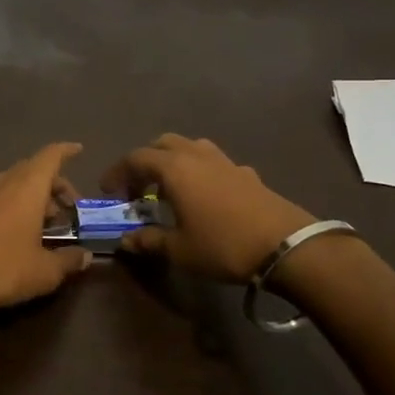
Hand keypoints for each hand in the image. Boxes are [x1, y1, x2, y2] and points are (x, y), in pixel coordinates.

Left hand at [0, 142, 92, 320]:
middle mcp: (4, 183)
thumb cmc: (2, 266)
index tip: (79, 150)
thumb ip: (68, 261)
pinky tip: (20, 236)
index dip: (66, 151)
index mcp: (28, 186)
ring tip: (47, 225)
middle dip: (54, 184)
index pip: (50, 156)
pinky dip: (16, 207)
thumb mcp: (44, 271)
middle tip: (69, 208)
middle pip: (33, 170)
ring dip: (34, 197)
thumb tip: (85, 257)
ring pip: (14, 185)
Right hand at [101, 134, 315, 284]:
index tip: (109, 192)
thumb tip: (126, 240)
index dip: (117, 173)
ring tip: (170, 188)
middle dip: (145, 162)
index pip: (135, 158)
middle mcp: (196, 155)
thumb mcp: (179, 250)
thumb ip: (149, 241)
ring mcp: (224, 161)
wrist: (286, 246)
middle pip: (162, 144)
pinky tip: (206, 197)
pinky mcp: (246, 173)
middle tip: (138, 189)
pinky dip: (201, 172)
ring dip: (173, 161)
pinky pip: (214, 162)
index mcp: (173, 168)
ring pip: (190, 147)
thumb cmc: (223, 245)